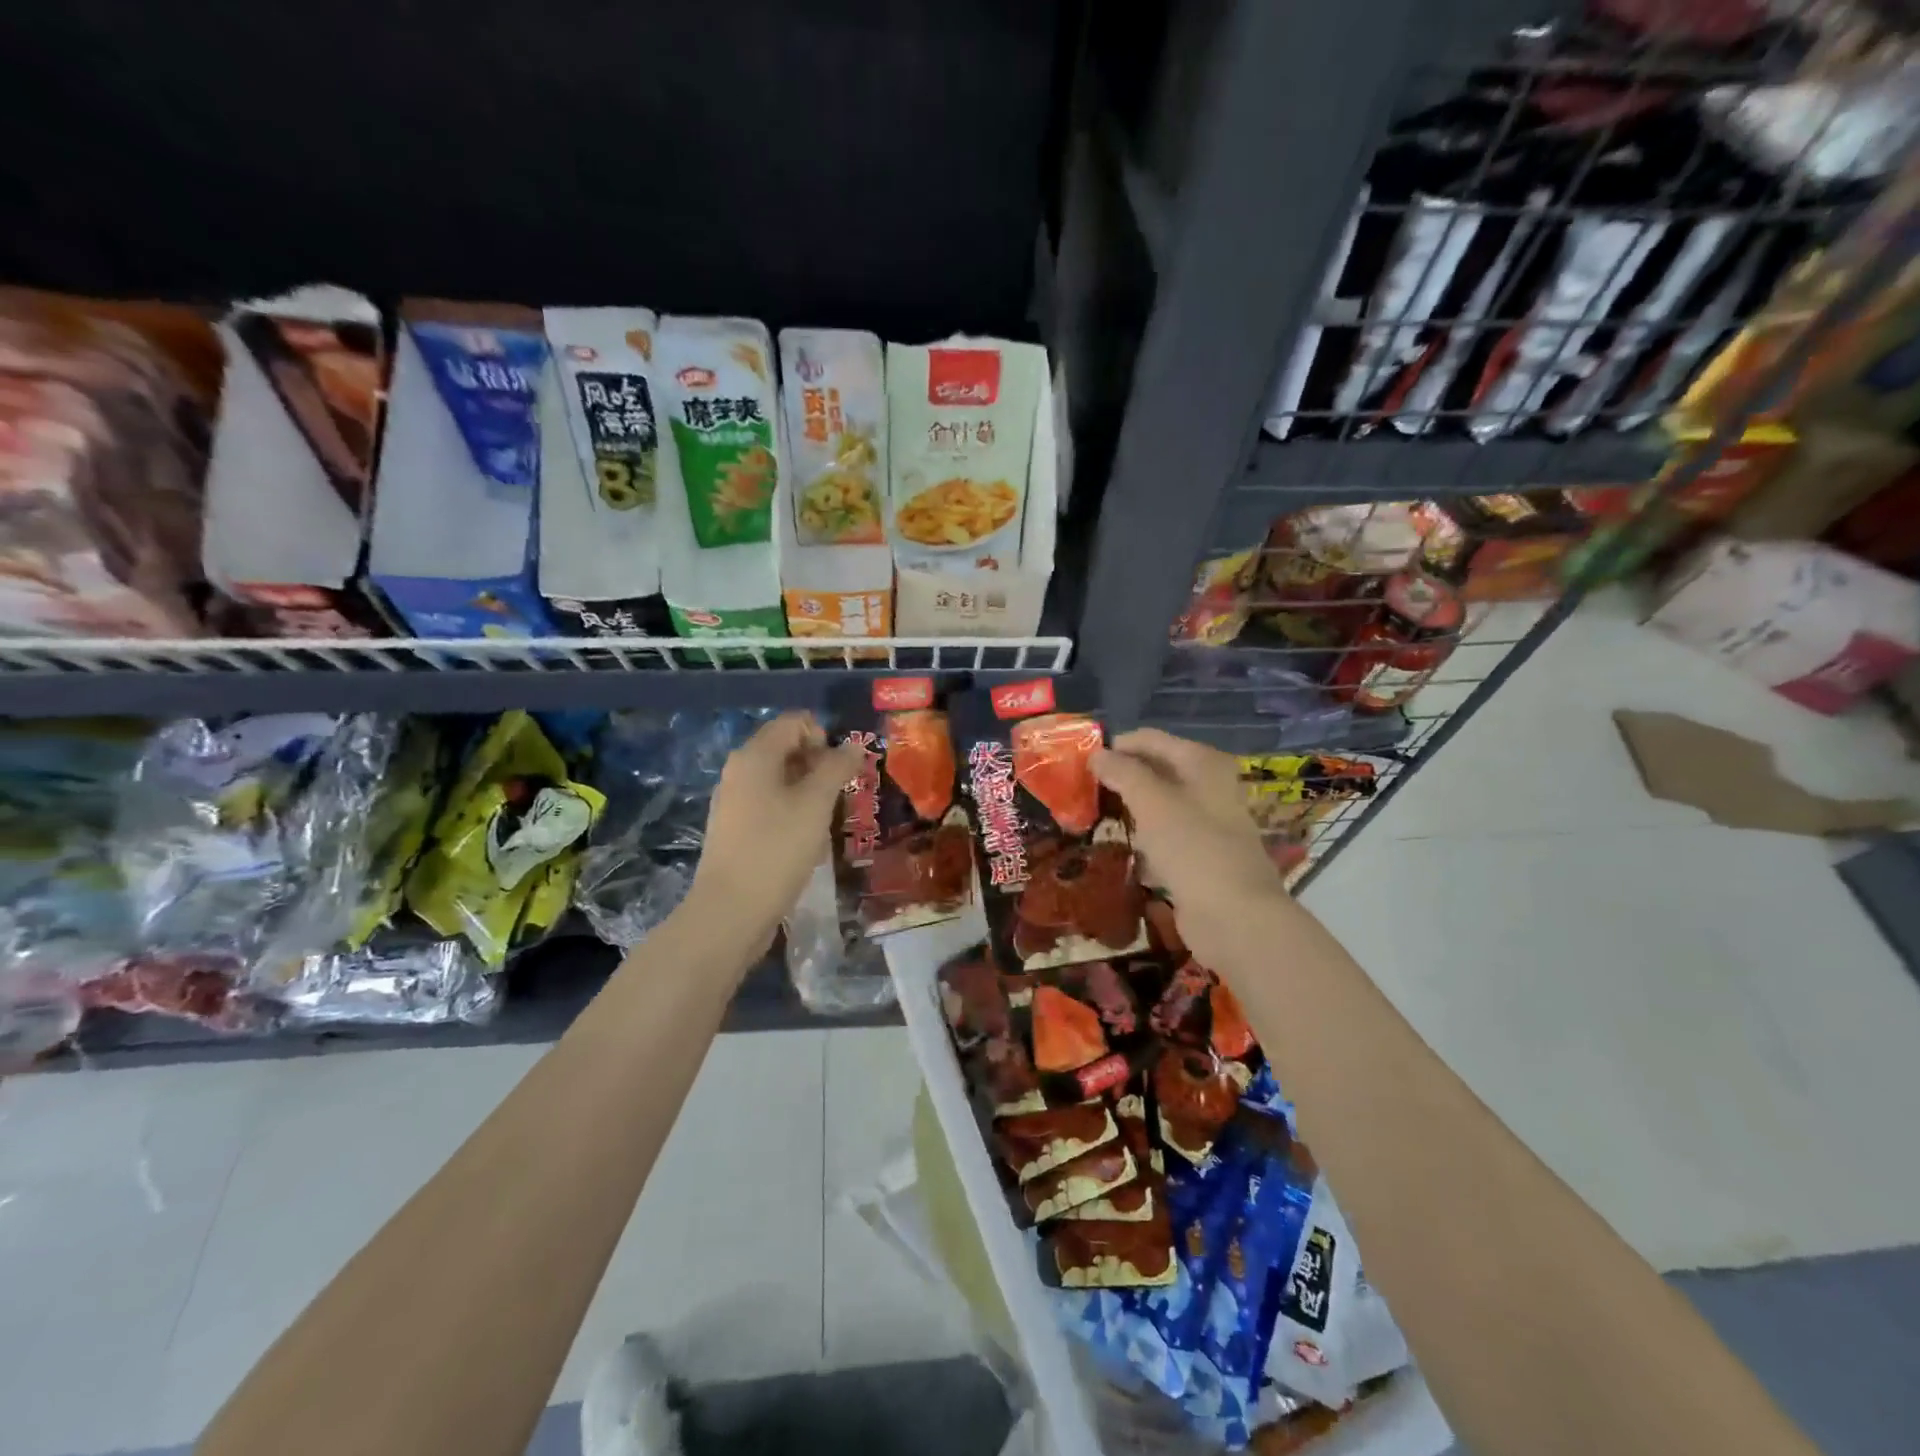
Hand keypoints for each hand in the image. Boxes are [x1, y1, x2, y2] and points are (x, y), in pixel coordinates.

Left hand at [689, 713, 863, 941]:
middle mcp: (739, 771)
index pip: (794, 722)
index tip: (842, 769)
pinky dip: (793, 812)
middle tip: (840, 795)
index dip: (824, 736)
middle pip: (786, 748)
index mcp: (754, 756)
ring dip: (809, 791)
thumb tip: (852, 746)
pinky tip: (806, 842)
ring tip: (826, 821)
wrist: (731, 912)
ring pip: (780, 780)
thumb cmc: (777, 849)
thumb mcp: (816, 804)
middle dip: (819, 764)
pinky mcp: (735, 830)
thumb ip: (837, 768)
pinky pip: (770, 805)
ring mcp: (733, 802)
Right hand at [1092, 728, 1285, 966]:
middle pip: (1157, 769)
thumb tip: (1097, 753)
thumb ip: (1123, 773)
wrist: (1234, 917)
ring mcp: (1209, 821)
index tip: (1081, 762)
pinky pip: (1166, 834)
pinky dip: (1144, 834)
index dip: (1116, 746)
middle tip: (1083, 788)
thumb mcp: (1152, 802)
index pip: (1151, 739)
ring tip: (1096, 813)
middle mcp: (1210, 785)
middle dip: (1122, 775)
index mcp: (1203, 763)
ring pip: (1160, 803)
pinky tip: (1123, 844)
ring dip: (1131, 806)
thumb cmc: (1193, 848)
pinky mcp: (1202, 854)